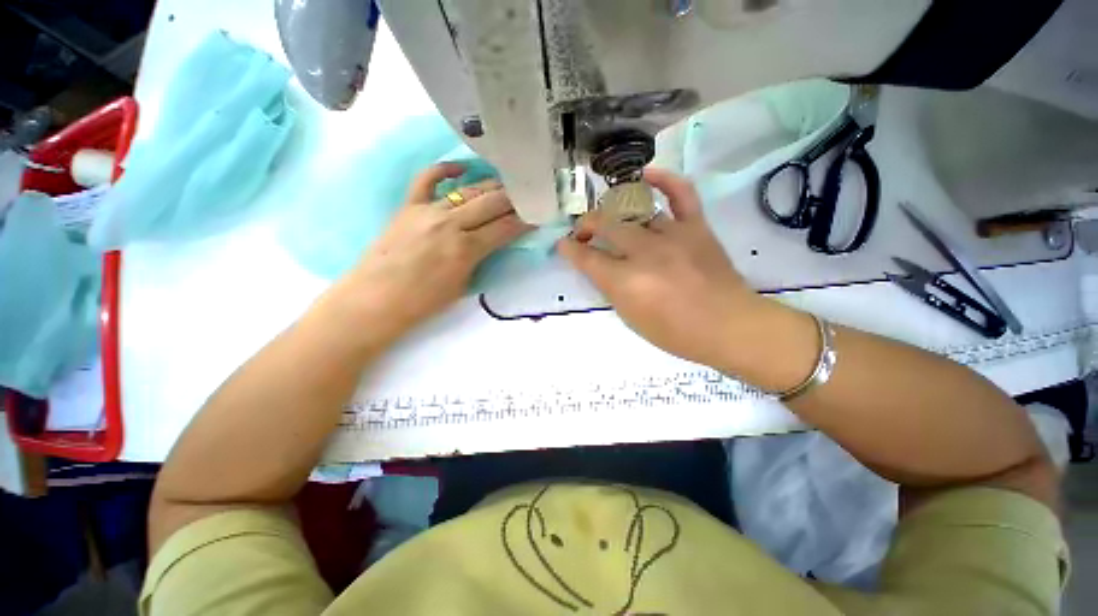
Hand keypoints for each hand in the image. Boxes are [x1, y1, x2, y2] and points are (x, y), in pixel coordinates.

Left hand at [330, 163, 530, 341]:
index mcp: (467, 249)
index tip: (538, 213)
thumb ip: (481, 258)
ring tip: (507, 182)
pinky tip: (461, 167)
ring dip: (491, 185)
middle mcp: (451, 223)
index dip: (525, 220)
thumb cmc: (424, 302)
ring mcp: (428, 210)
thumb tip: (494, 241)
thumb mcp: (464, 284)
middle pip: (492, 203)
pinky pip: (427, 179)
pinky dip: (445, 169)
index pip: (505, 228)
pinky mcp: (409, 206)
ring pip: (468, 190)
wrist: (376, 299)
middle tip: (528, 193)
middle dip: (514, 198)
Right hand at [557, 168, 763, 369]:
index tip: (563, 244)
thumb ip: (612, 289)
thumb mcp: (631, 318)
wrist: (729, 327)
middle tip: (583, 232)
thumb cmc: (676, 333)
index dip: (570, 249)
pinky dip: (664, 179)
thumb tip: (600, 267)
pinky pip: (681, 193)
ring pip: (635, 211)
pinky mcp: (696, 227)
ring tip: (608, 215)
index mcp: (626, 281)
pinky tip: (646, 176)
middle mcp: (645, 252)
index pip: (588, 258)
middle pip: (607, 226)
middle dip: (586, 225)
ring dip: (615, 211)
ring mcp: (672, 235)